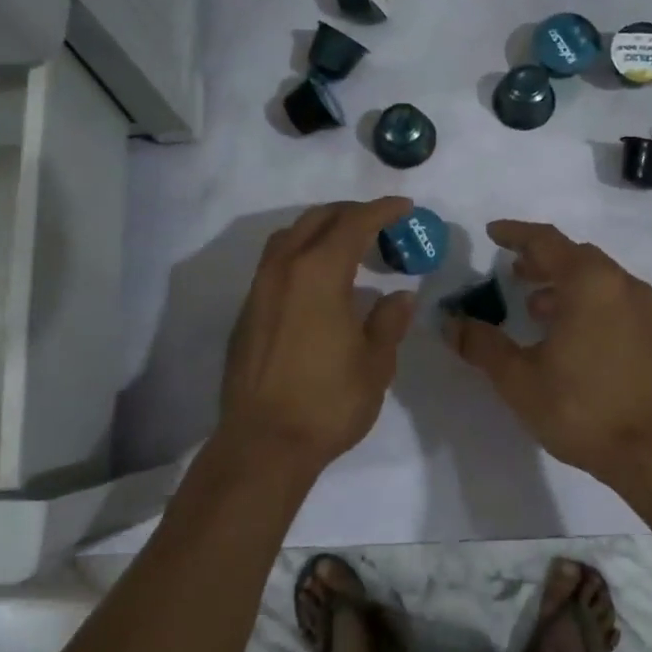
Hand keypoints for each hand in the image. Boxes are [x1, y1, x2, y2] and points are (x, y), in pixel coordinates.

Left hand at [215, 198, 417, 477]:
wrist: (263, 444)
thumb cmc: (328, 402)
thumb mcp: (375, 363)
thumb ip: (388, 322)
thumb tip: (400, 296)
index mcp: (319, 273)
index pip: (354, 223)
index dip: (382, 210)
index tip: (404, 207)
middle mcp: (284, 270)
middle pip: (317, 220)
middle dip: (350, 212)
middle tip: (379, 221)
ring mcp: (259, 290)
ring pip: (289, 238)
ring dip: (320, 229)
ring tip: (346, 242)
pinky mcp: (247, 313)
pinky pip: (275, 263)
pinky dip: (301, 253)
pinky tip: (317, 279)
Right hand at [449, 220, 651, 491]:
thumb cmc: (582, 408)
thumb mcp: (519, 379)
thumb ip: (482, 345)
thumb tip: (450, 323)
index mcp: (588, 282)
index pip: (545, 241)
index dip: (515, 233)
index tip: (492, 233)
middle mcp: (619, 284)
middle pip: (574, 255)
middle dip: (540, 259)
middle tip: (511, 270)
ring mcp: (642, 308)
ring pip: (595, 278)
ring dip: (562, 282)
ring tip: (533, 305)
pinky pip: (611, 299)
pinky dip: (584, 301)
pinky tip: (566, 333)